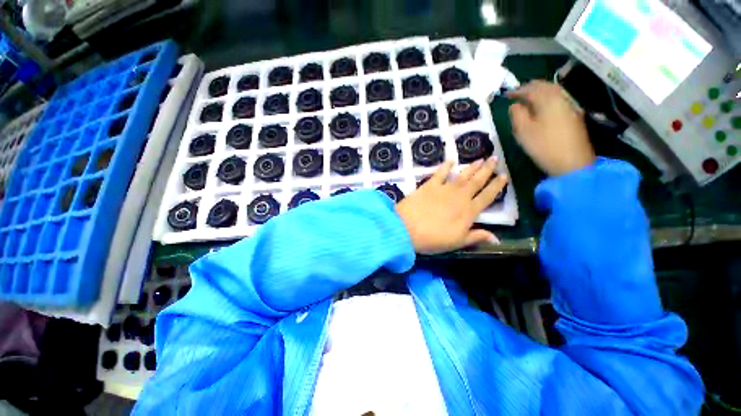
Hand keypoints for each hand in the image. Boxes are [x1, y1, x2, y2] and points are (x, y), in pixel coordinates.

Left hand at [395, 157, 507, 254]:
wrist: (406, 228)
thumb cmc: (432, 239)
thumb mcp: (456, 242)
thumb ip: (476, 237)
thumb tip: (497, 238)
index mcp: (467, 212)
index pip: (487, 197)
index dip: (496, 186)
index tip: (504, 175)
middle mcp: (459, 197)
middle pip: (476, 182)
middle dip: (487, 170)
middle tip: (495, 159)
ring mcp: (443, 189)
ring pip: (462, 175)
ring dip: (472, 167)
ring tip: (481, 158)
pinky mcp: (429, 185)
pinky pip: (440, 173)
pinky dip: (446, 166)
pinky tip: (451, 160)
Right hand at [507, 80, 594, 175]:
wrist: (572, 162)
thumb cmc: (544, 146)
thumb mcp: (523, 131)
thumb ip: (517, 115)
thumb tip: (514, 105)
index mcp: (547, 100)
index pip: (530, 89)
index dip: (517, 91)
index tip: (506, 94)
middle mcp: (560, 98)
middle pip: (544, 86)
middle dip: (530, 87)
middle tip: (518, 93)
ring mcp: (570, 105)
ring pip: (554, 91)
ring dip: (540, 91)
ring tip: (529, 97)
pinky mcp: (574, 114)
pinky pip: (559, 98)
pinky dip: (548, 97)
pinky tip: (543, 105)